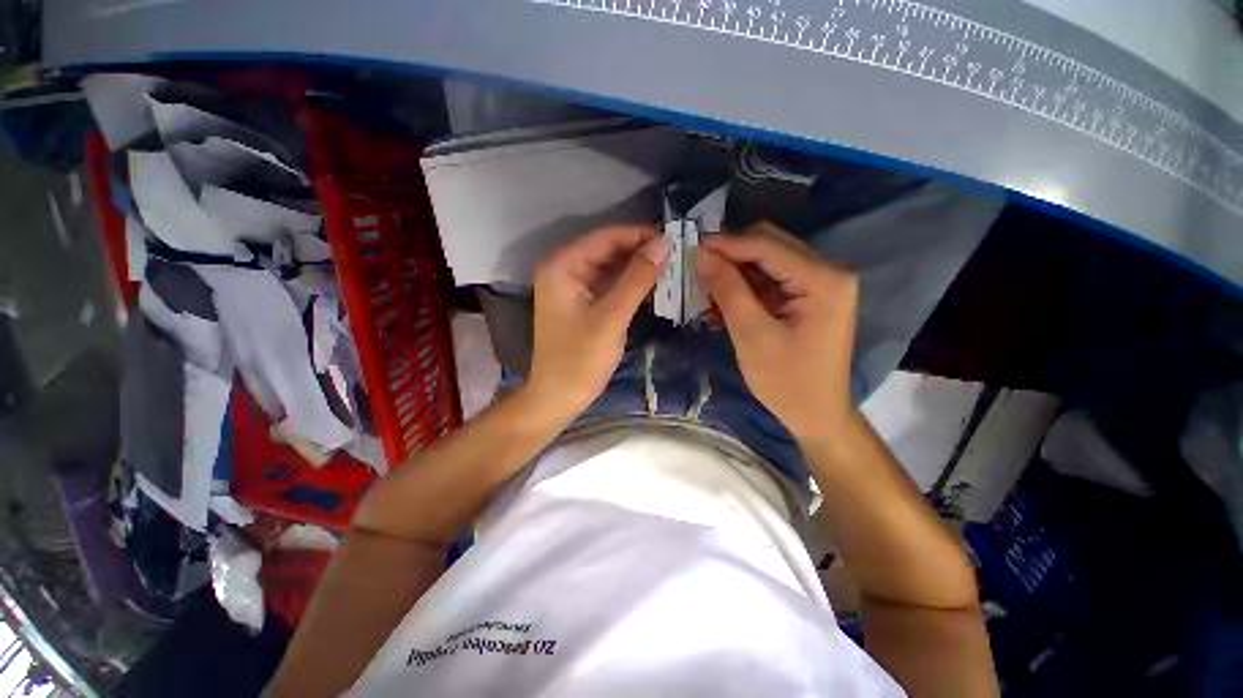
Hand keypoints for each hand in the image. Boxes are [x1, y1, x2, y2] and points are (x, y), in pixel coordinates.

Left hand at [526, 225, 667, 416]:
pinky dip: (629, 285)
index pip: (605, 237)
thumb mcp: (611, 317)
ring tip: (671, 269)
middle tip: (677, 255)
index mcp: (562, 266)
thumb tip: (664, 244)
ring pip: (610, 267)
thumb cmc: (580, 360)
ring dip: (638, 268)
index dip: (640, 235)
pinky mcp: (581, 302)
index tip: (674, 238)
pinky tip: (653, 287)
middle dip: (640, 252)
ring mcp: (571, 286)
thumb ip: (637, 279)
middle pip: (607, 250)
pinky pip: (608, 284)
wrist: (558, 397)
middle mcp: (563, 268)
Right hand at [694, 221, 857, 440]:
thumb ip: (727, 290)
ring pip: (767, 262)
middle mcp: (828, 271)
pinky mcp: (809, 297)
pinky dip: (745, 288)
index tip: (691, 247)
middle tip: (696, 268)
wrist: (817, 415)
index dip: (727, 244)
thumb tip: (700, 254)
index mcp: (823, 279)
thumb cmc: (787, 381)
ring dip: (735, 273)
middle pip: (770, 246)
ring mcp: (820, 283)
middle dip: (730, 255)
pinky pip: (771, 281)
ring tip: (705, 289)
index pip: (767, 246)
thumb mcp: (752, 334)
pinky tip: (722, 305)